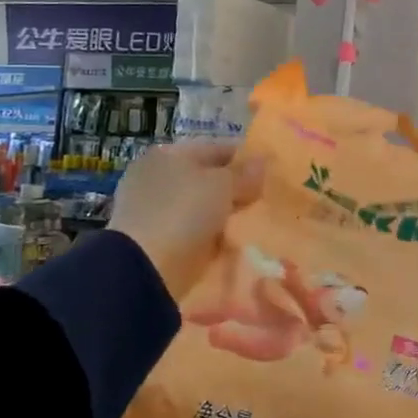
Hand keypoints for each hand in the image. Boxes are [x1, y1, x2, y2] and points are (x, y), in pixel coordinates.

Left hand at [109, 142, 263, 291]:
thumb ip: (245, 173)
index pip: (216, 149)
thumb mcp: (223, 184)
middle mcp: (158, 178)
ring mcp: (155, 210)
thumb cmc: (184, 211)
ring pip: (204, 207)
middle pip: (209, 179)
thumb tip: (262, 162)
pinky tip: (235, 241)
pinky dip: (213, 236)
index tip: (271, 172)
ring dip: (226, 215)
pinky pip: (196, 232)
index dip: (245, 159)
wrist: (146, 268)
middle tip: (266, 199)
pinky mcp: (157, 241)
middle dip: (236, 189)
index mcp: (168, 154)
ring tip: (256, 222)